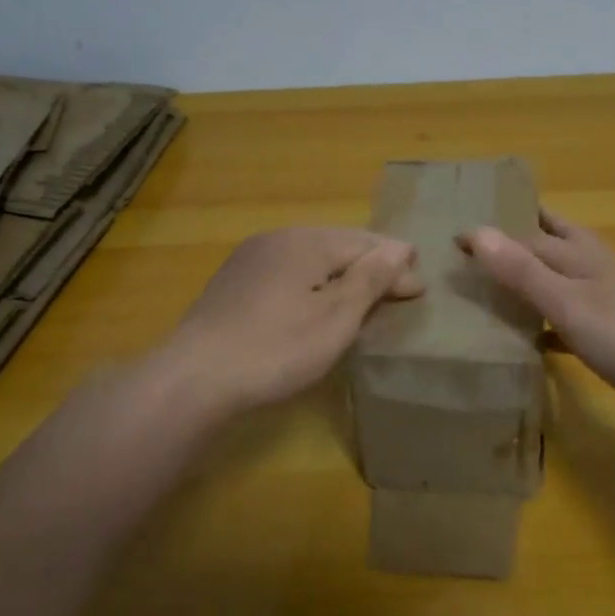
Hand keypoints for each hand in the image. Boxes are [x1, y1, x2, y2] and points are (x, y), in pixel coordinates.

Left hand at [158, 228, 423, 416]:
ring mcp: (251, 258)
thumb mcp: (335, 317)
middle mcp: (278, 238)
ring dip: (342, 275)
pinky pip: (288, 273)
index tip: (420, 290)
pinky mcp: (233, 283)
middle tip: (399, 291)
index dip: (396, 266)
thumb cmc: (277, 348)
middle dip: (371, 266)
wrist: (194, 378)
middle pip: (338, 246)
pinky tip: (317, 304)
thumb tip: (400, 247)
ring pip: (311, 259)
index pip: (366, 245)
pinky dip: (313, 284)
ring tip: (365, 297)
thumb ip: (370, 279)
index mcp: (307, 241)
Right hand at [460, 210, 614, 417]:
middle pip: (555, 241)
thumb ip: (522, 270)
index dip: (493, 234)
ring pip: (565, 277)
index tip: (455, 238)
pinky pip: (575, 316)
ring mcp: (611, 299)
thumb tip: (476, 231)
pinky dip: (552, 319)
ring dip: (536, 276)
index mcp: (582, 253)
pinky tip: (535, 337)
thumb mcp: (565, 302)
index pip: (528, 233)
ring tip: (500, 284)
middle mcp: (597, 267)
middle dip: (523, 236)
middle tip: (484, 241)